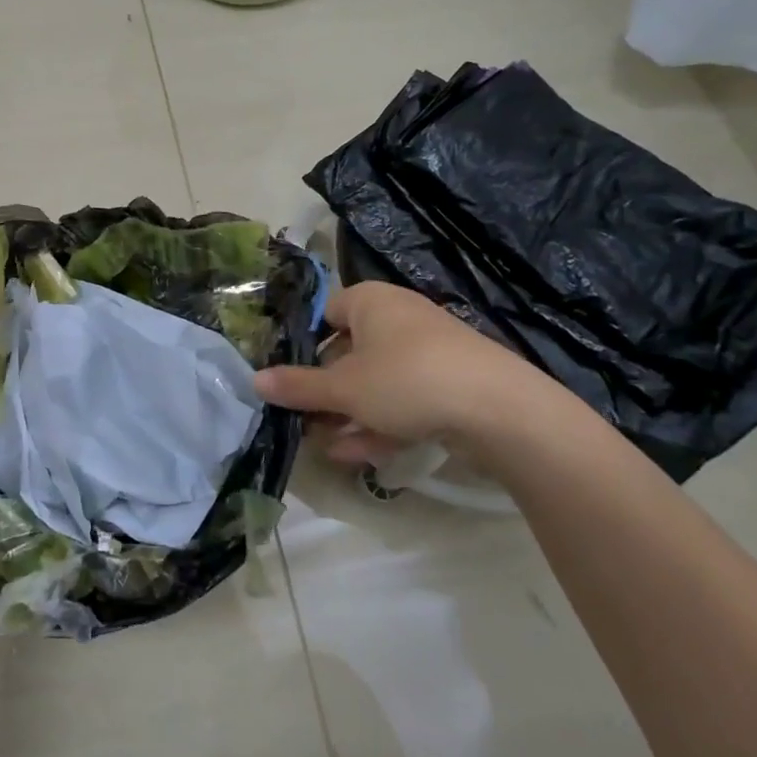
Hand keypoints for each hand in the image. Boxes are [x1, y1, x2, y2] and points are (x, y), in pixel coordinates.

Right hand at [253, 281, 569, 466]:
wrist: (502, 410)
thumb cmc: (408, 380)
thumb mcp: (344, 387)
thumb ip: (298, 387)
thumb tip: (253, 380)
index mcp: (370, 301)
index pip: (325, 314)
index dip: (303, 345)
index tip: (287, 378)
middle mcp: (398, 319)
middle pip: (348, 353)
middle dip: (324, 392)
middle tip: (301, 420)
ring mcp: (427, 354)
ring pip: (375, 383)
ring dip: (347, 415)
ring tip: (323, 445)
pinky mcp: (449, 386)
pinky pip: (402, 401)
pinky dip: (379, 424)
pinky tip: (356, 455)